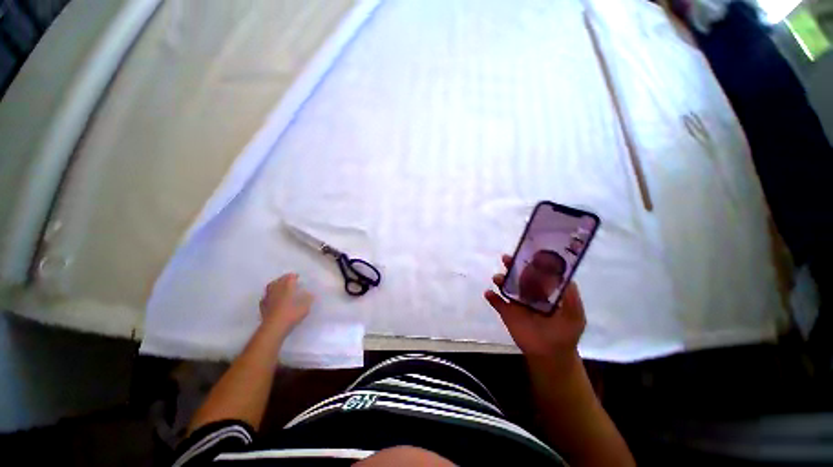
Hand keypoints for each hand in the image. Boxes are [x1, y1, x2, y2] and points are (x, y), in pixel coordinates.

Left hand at [259, 273, 313, 334]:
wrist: (274, 327)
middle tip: (288, 280)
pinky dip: (269, 295)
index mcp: (287, 287)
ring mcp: (268, 297)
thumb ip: (308, 299)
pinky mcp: (262, 306)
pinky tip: (272, 298)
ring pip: (270, 287)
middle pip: (279, 280)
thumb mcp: (305, 307)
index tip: (298, 277)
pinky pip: (265, 297)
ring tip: (279, 287)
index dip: (294, 276)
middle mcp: (276, 290)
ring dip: (275, 285)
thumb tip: (310, 294)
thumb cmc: (291, 314)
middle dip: (283, 279)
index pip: (290, 277)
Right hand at [484, 255, 585, 357]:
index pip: (535, 273)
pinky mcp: (507, 313)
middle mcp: (529, 294)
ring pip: (506, 286)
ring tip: (497, 278)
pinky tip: (488, 293)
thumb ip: (571, 296)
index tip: (525, 253)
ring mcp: (516, 303)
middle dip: (512, 266)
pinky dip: (491, 297)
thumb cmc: (564, 333)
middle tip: (506, 258)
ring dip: (500, 279)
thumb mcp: (574, 315)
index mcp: (544, 291)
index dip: (530, 263)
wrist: (551, 355)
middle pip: (518, 276)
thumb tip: (565, 276)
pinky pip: (497, 303)